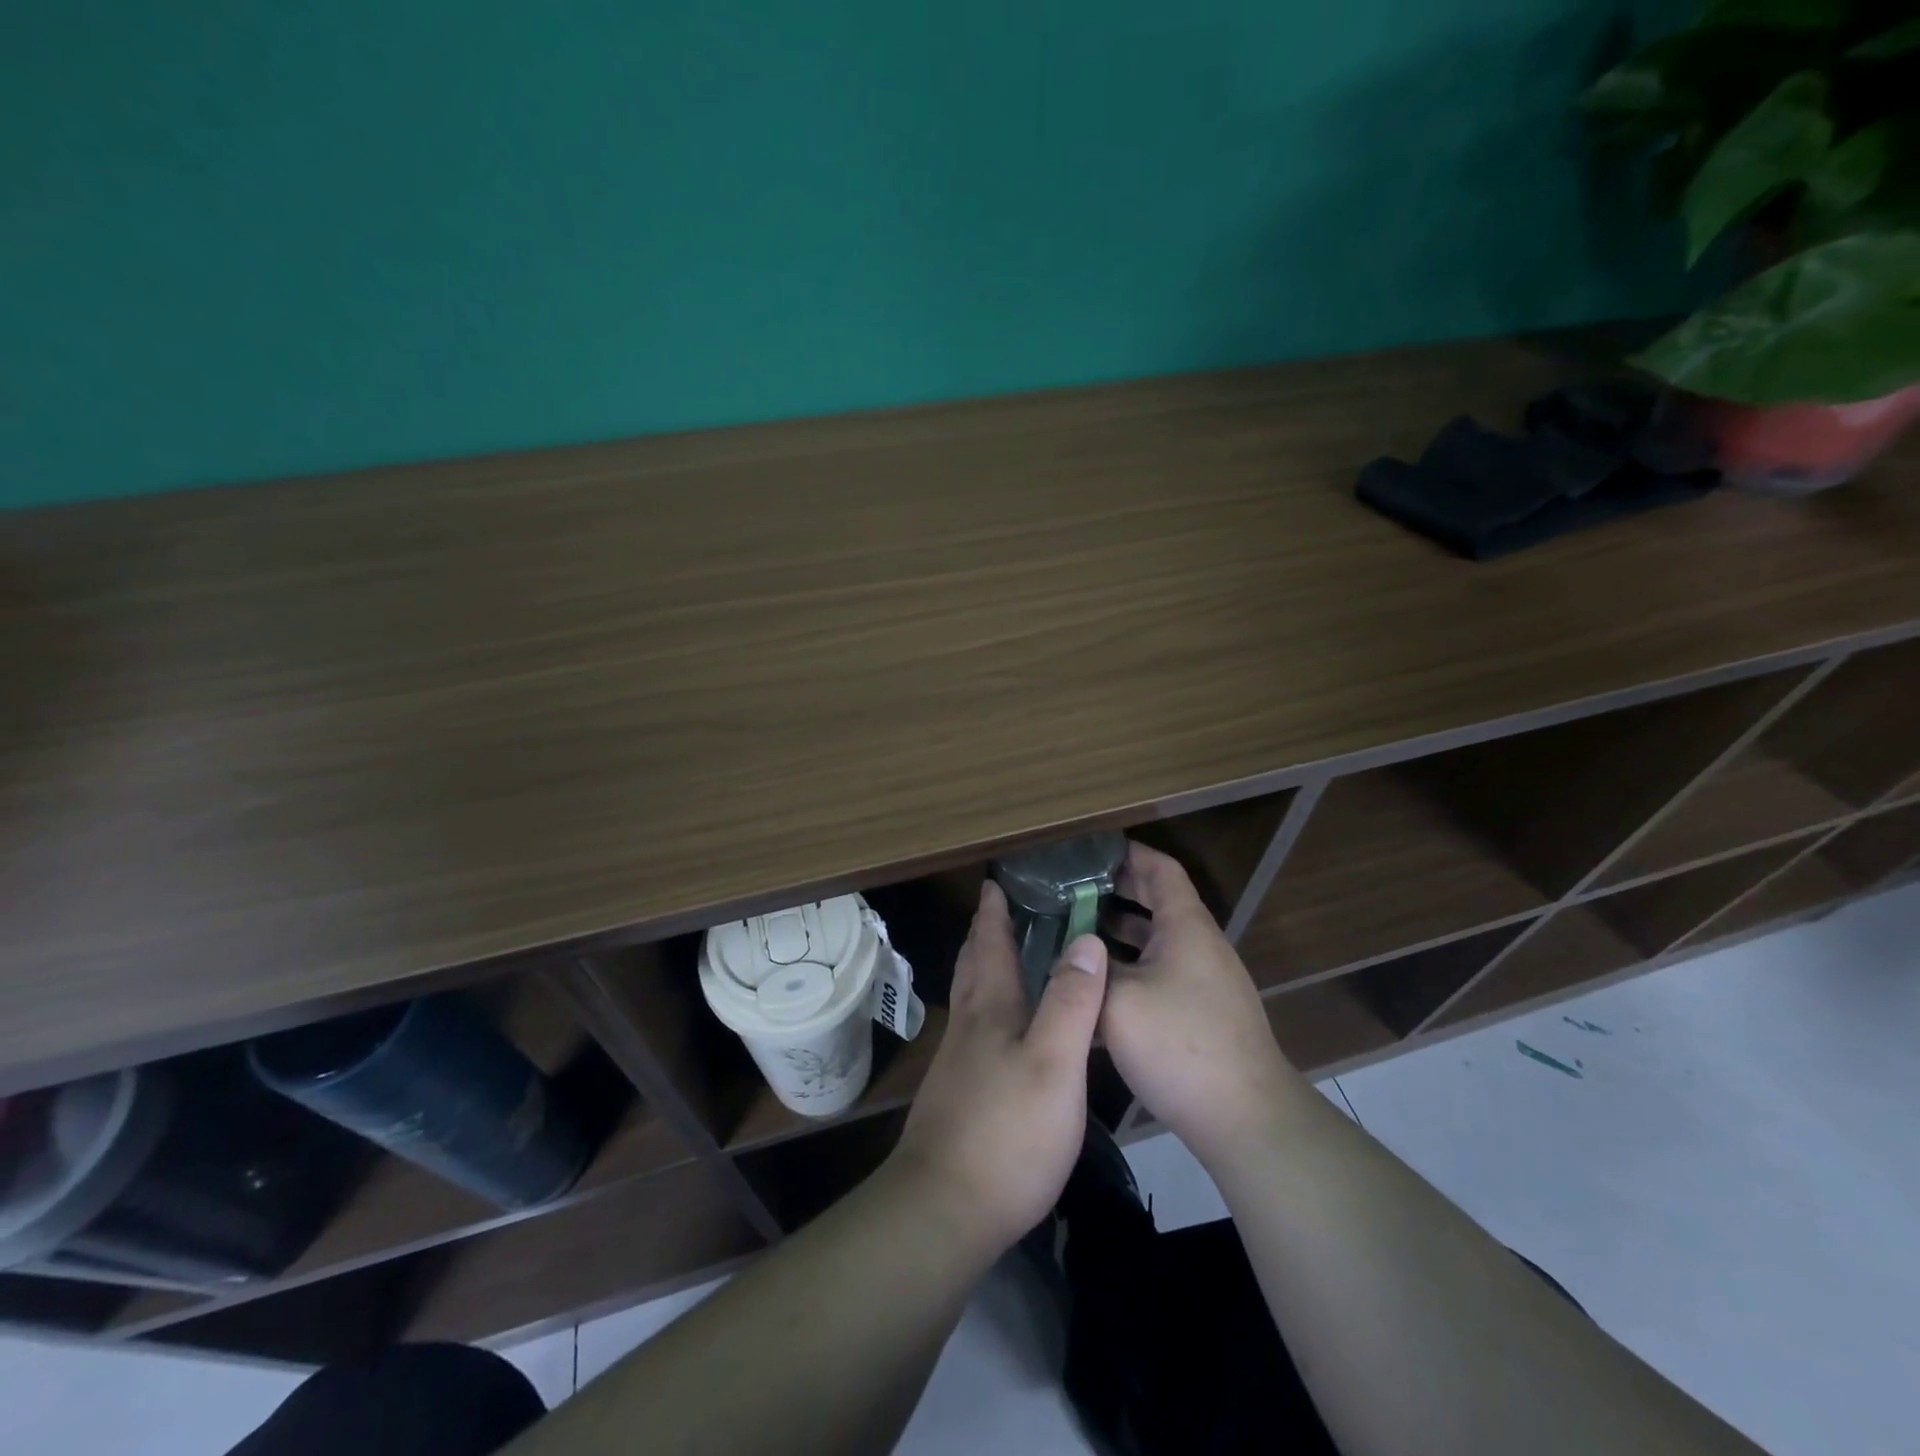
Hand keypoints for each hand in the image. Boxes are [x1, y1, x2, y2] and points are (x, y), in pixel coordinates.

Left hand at [889, 880, 1106, 1252]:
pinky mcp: (957, 1095)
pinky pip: (973, 1030)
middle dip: (983, 934)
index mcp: (990, 1009)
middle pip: (972, 966)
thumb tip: (1086, 939)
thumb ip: (1071, 1002)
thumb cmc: (1007, 1131)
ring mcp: (957, 1063)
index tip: (994, 881)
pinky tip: (1000, 1030)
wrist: (944, 1209)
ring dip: (981, 967)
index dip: (994, 912)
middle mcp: (968, 1026)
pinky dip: (986, 1008)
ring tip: (999, 957)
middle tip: (996, 908)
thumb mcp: (1054, 1063)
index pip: (991, 944)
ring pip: (969, 998)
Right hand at [1100, 842, 1295, 1160]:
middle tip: (1070, 889)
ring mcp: (1204, 982)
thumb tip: (1073, 953)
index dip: (1128, 853)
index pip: (1161, 869)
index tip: (1089, 851)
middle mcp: (1199, 946)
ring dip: (1119, 931)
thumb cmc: (1181, 1045)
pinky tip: (1098, 987)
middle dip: (1116, 891)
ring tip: (1074, 931)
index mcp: (1186, 927)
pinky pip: (1160, 973)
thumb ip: (1092, 970)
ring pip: (1157, 941)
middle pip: (1159, 901)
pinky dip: (1130, 966)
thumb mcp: (1119, 1001)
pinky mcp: (1201, 1014)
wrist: (1245, 1119)